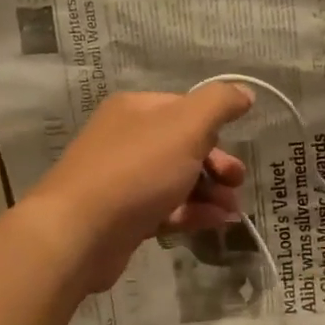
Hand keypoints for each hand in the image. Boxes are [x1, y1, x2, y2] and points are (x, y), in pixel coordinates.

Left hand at [26, 84, 252, 292]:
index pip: (186, 109)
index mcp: (136, 110)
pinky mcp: (123, 217)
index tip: (236, 147)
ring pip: (178, 181)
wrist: (79, 233)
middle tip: (236, 182)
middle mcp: (126, 139)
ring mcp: (122, 180)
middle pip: (184, 147)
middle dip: (217, 165)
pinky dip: (193, 214)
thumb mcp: (187, 126)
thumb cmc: (137, 170)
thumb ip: (219, 104)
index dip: (215, 128)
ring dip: (211, 193)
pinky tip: (215, 223)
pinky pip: (166, 209)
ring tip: (232, 212)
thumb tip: (245, 91)